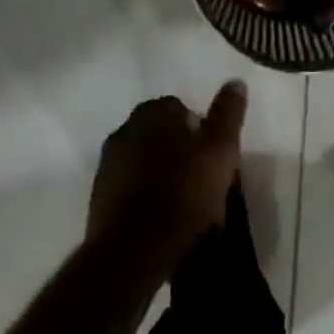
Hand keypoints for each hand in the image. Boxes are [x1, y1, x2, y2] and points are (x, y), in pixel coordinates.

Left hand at [88, 82, 247, 262]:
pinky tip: (162, 221)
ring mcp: (107, 166)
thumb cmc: (184, 193)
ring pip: (143, 162)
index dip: (200, 130)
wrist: (134, 252)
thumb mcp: (220, 150)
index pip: (179, 108)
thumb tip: (235, 81)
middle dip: (178, 151)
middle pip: (159, 135)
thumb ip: (228, 113)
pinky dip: (144, 199)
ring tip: (185, 204)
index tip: (214, 155)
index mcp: (152, 113)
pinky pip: (129, 190)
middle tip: (202, 178)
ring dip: (160, 175)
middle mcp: (124, 131)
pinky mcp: (98, 201)